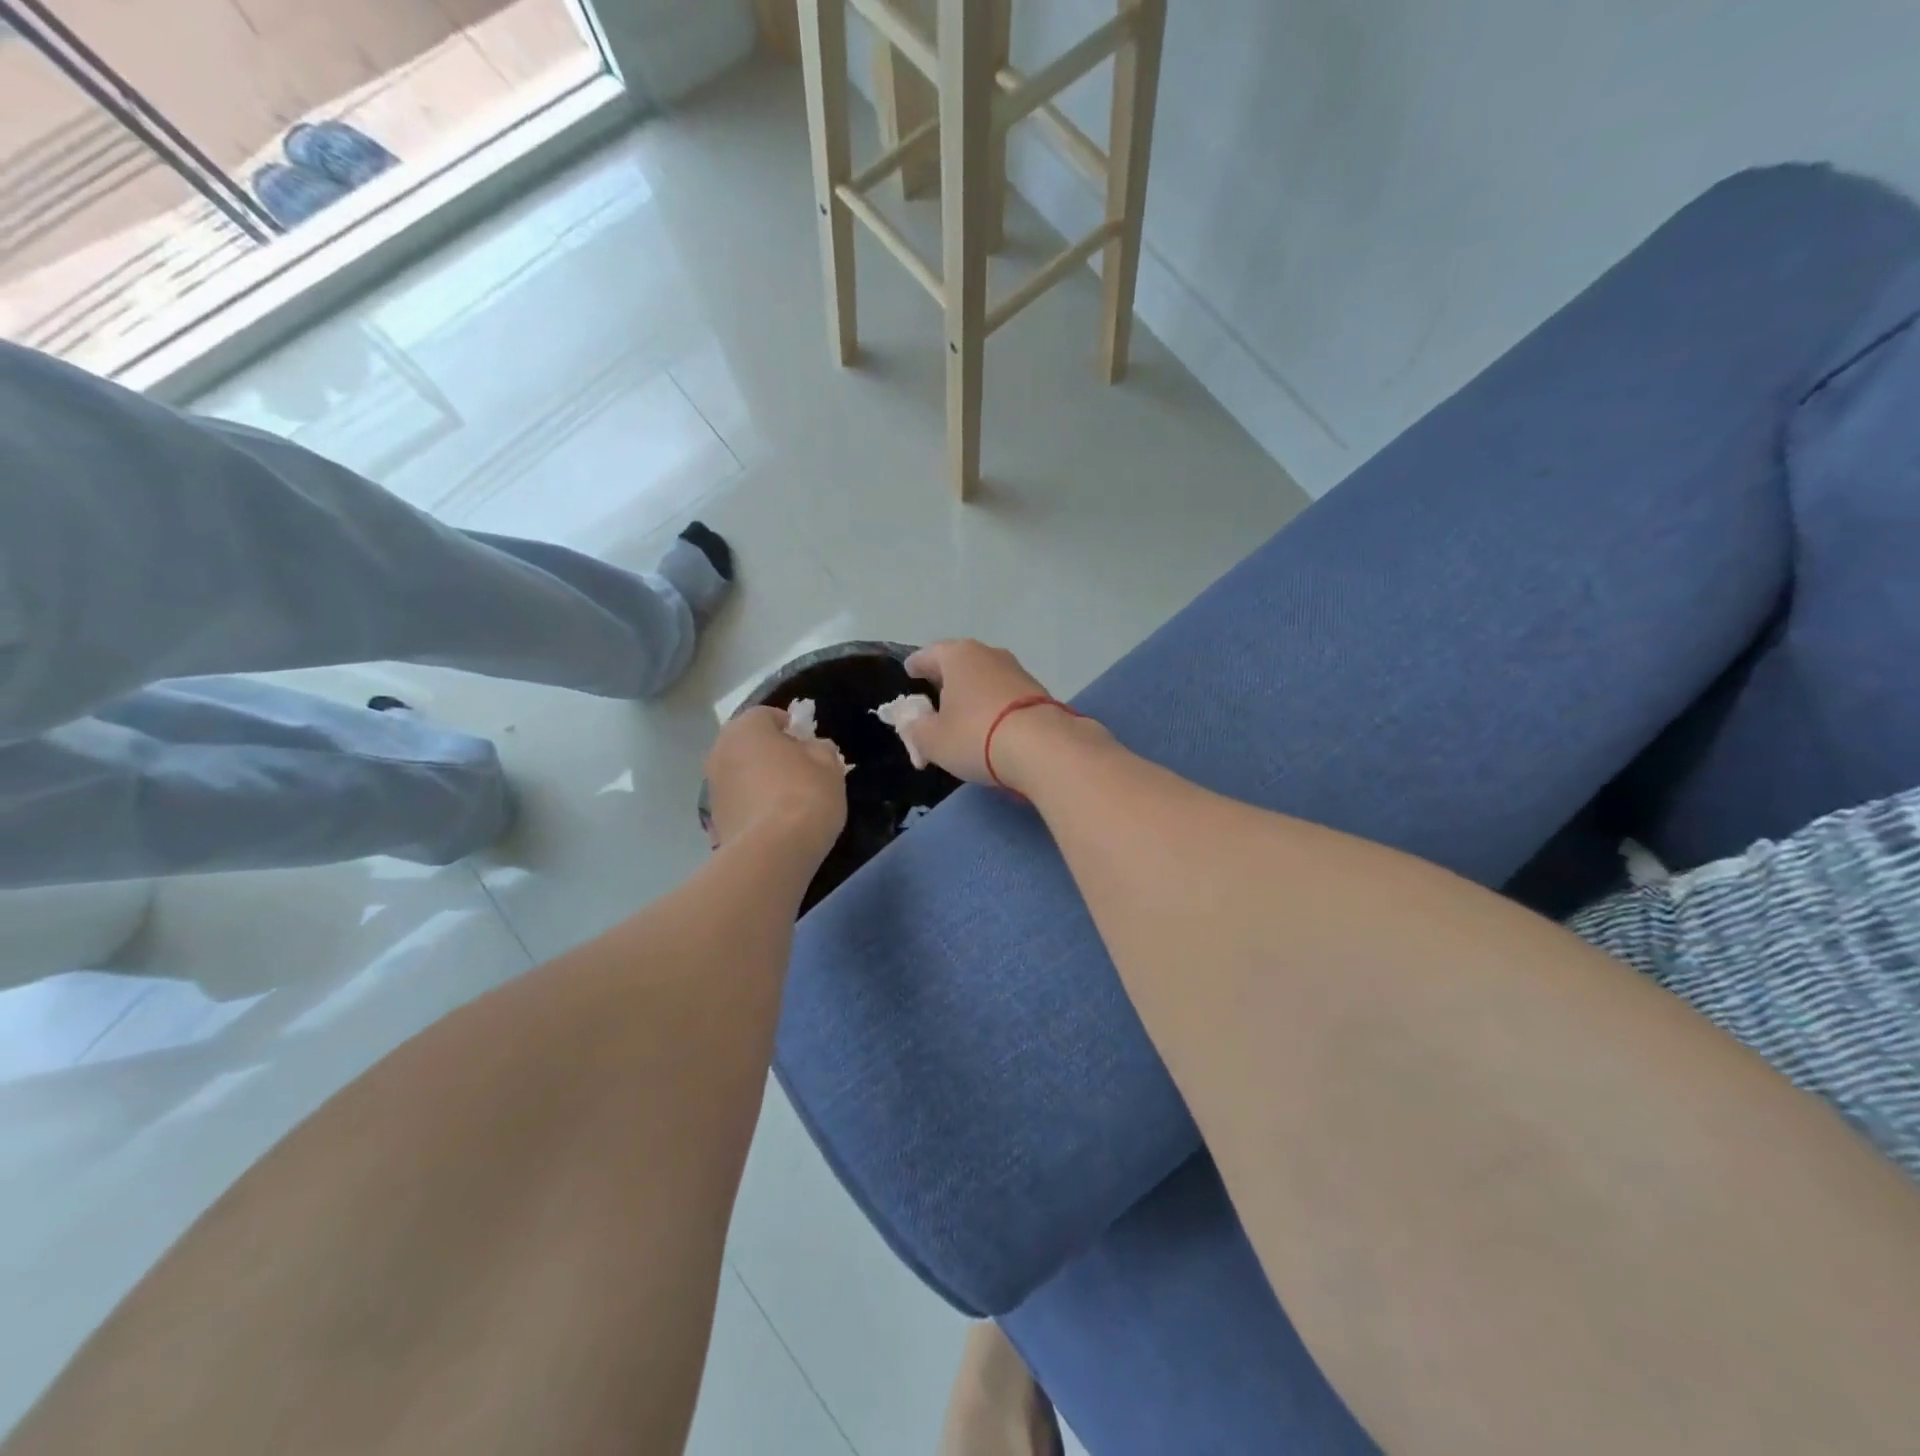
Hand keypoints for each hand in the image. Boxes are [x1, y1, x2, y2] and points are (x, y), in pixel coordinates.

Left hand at [704, 707, 847, 860]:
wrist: (773, 852)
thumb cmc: (804, 795)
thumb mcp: (829, 765)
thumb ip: (820, 748)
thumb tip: (812, 749)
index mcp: (746, 728)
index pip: (767, 715)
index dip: (790, 727)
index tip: (808, 744)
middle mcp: (720, 750)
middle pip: (749, 744)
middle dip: (770, 752)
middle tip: (799, 769)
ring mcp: (712, 786)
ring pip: (741, 773)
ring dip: (758, 779)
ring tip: (786, 799)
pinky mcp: (713, 819)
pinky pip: (738, 801)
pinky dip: (752, 805)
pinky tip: (774, 821)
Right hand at [900, 640, 1087, 791]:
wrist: (1043, 748)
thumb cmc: (975, 736)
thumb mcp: (932, 740)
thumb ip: (915, 728)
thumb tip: (912, 721)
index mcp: (958, 656)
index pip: (928, 655)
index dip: (916, 665)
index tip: (910, 672)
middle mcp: (989, 654)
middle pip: (959, 663)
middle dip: (946, 678)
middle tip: (934, 695)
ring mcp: (1017, 671)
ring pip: (984, 677)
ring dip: (972, 692)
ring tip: (963, 713)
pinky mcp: (1038, 692)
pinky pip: (1004, 694)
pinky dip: (993, 705)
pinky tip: (991, 724)